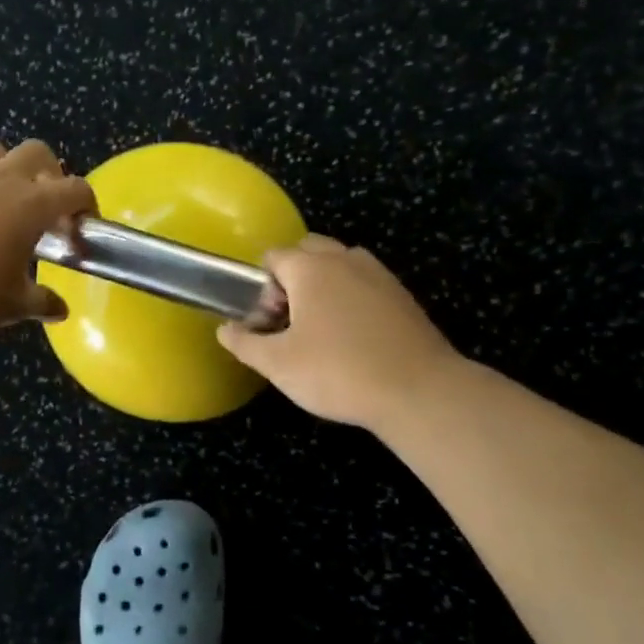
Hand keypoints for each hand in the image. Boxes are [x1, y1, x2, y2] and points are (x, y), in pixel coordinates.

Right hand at [216, 236, 459, 427]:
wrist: (418, 392)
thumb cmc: (338, 372)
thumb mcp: (278, 365)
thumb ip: (244, 343)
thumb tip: (224, 329)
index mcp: (310, 268)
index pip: (273, 257)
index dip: (261, 288)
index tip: (268, 323)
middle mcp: (345, 259)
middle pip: (308, 251)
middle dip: (292, 277)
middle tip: (291, 320)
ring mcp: (379, 274)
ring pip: (340, 263)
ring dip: (324, 284)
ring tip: (321, 327)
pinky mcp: (402, 295)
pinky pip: (365, 282)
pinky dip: (352, 297)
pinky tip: (354, 337)